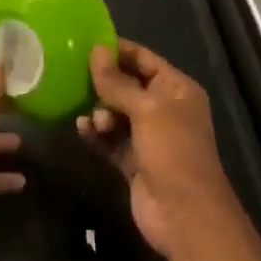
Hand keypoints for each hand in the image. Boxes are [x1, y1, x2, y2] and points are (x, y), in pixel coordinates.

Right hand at [76, 39, 241, 259]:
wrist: (185, 216)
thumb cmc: (172, 150)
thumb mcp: (146, 109)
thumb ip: (117, 82)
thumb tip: (96, 50)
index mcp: (177, 89)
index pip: (144, 59)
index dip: (117, 51)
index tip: (85, 45)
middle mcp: (165, 109)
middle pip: (128, 86)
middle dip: (104, 83)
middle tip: (76, 78)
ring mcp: (149, 137)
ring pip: (117, 113)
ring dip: (100, 112)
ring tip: (91, 119)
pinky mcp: (134, 161)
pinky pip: (111, 139)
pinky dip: (97, 134)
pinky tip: (82, 129)